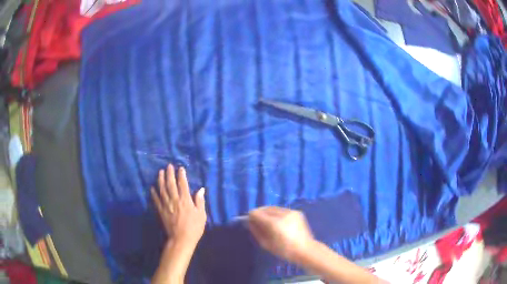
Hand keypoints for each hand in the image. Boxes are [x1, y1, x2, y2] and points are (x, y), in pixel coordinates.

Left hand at [151, 164, 206, 247]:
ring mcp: (166, 205)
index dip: (181, 175)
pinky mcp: (161, 211)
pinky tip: (152, 187)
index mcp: (186, 200)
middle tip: (168, 166)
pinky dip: (154, 193)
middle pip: (171, 184)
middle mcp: (175, 200)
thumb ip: (200, 201)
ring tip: (160, 172)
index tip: (180, 168)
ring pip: (162, 189)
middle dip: (169, 174)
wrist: (181, 239)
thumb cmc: (194, 227)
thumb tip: (201, 189)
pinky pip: (156, 200)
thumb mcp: (202, 215)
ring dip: (160, 180)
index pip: (183, 184)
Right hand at [248, 206, 314, 262]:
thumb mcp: (266, 244)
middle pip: (265, 208)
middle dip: (259, 213)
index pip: (257, 213)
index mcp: (274, 223)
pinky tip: (278, 221)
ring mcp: (291, 211)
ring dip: (268, 213)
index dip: (251, 216)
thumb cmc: (284, 250)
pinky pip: (282, 210)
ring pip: (273, 208)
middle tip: (257, 221)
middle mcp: (282, 214)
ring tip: (267, 221)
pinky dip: (277, 214)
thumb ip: (256, 231)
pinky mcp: (297, 212)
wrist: (305, 250)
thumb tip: (250, 222)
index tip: (250, 221)